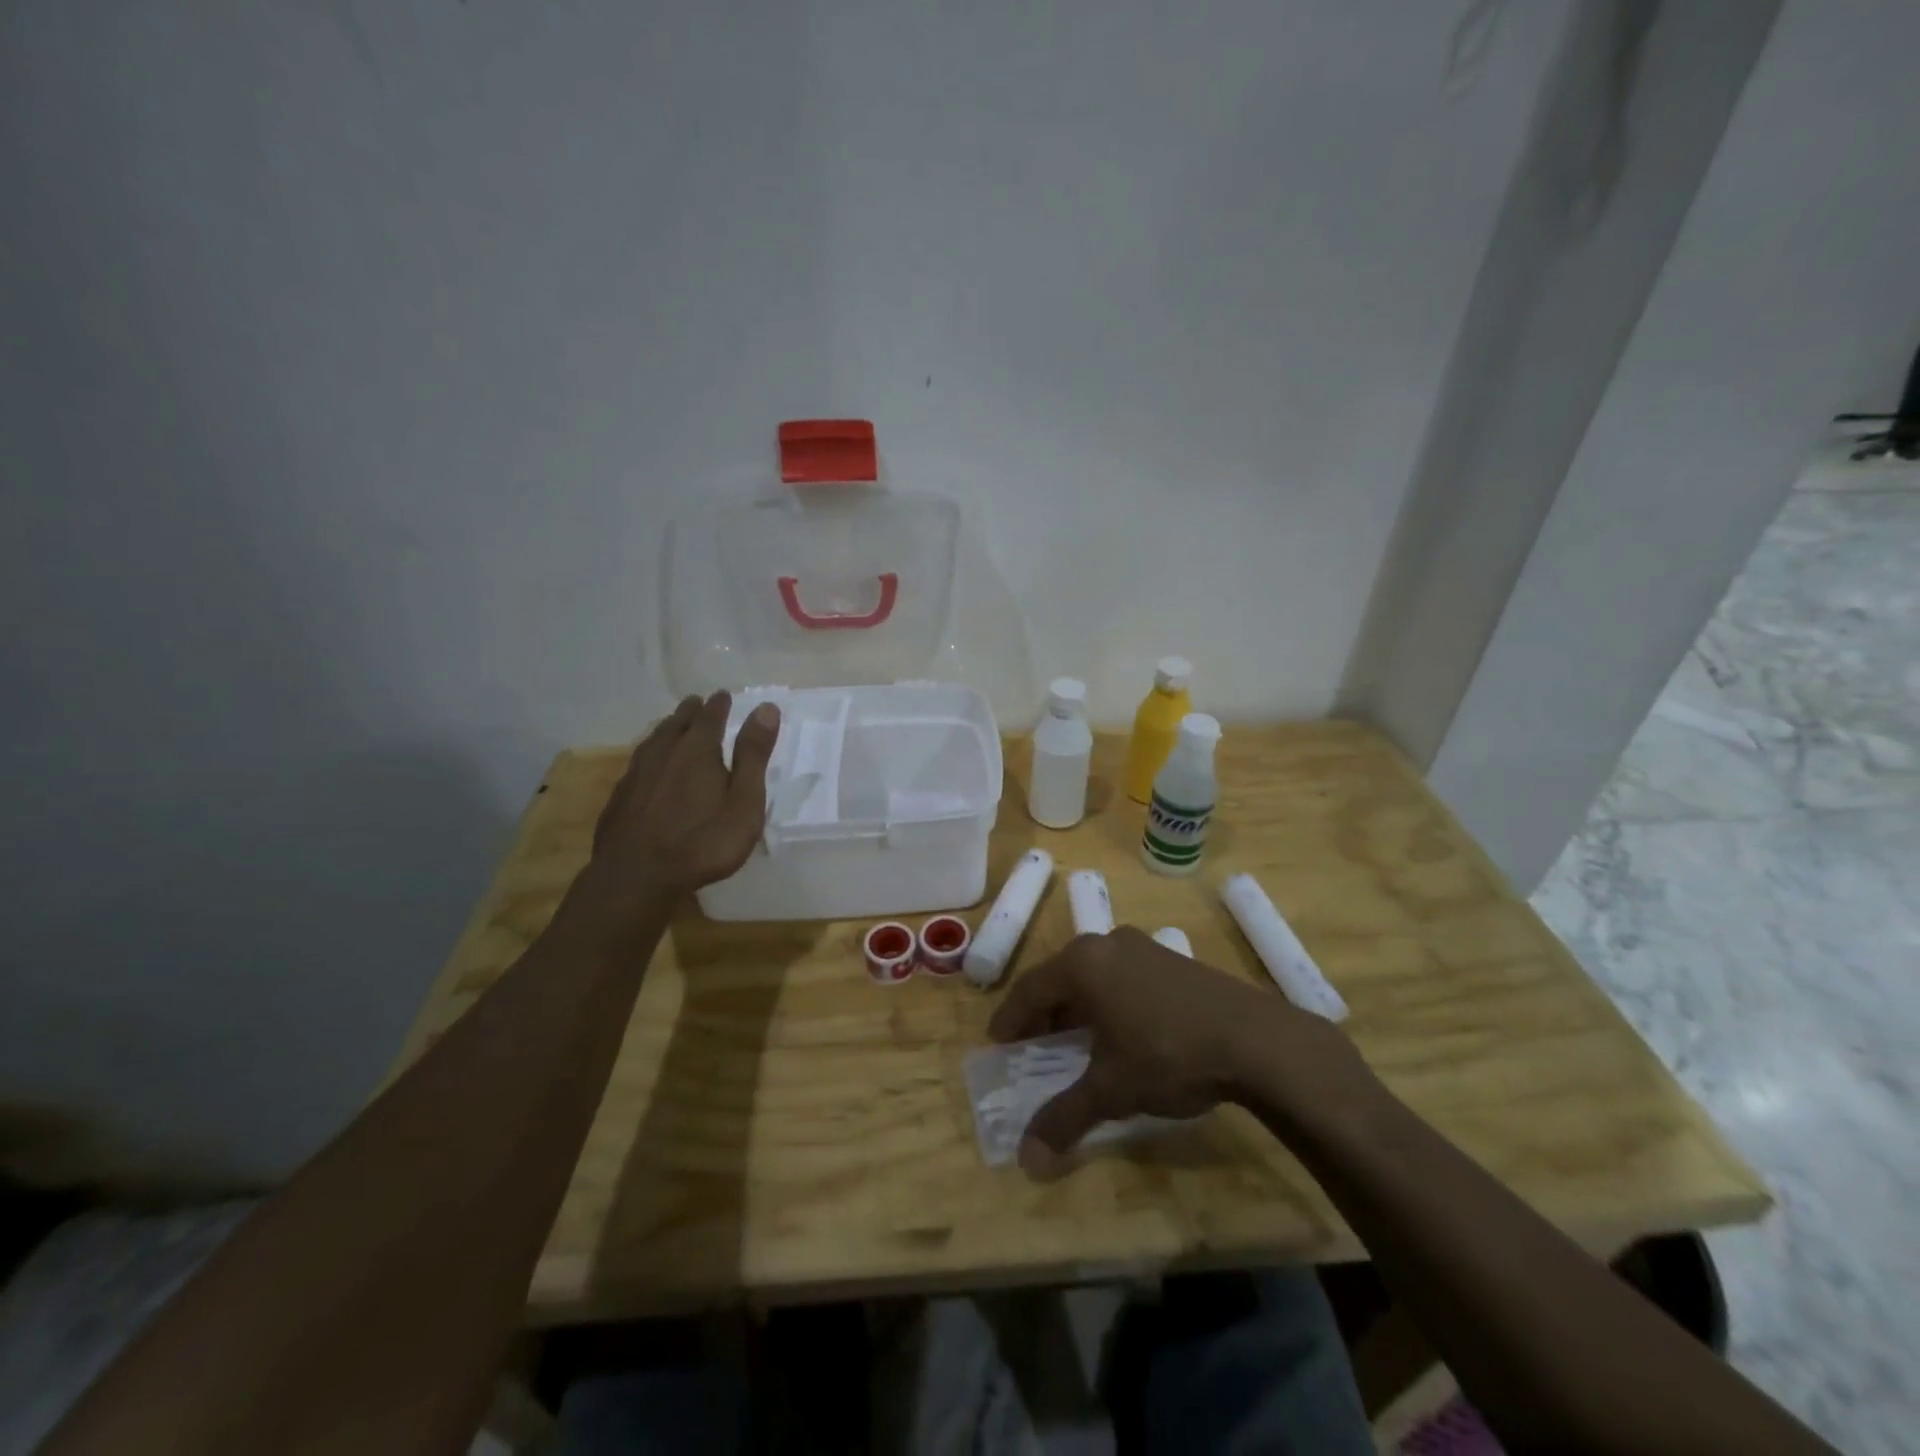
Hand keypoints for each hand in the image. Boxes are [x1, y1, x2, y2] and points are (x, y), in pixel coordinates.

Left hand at [582, 692, 780, 912]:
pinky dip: (648, 756)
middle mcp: (664, 754)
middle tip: (696, 703)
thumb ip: (753, 755)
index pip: (710, 718)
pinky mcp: (619, 799)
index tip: (723, 695)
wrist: (637, 877)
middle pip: (677, 724)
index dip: (719, 705)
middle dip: (690, 712)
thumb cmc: (703, 841)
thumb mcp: (744, 800)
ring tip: (672, 726)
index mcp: (698, 751)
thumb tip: (766, 708)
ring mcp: (636, 776)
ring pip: (653, 741)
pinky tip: (647, 768)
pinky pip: (637, 764)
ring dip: (666, 729)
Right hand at [988, 927, 1358, 1177]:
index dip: (1011, 1019)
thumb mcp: (1111, 1090)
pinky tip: (1122, 1030)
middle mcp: (1107, 944)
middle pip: (1061, 977)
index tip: (998, 1042)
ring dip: (1078, 1005)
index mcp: (1082, 964)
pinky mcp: (1172, 959)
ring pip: (1094, 974)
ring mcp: (1143, 947)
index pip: (1030, 989)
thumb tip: (1027, 1162)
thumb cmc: (1168, 1055)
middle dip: (1044, 1012)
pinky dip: (1109, 1000)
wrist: (1254, 1039)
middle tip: (1033, 1043)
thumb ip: (1065, 1119)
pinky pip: (1123, 975)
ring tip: (1075, 1039)